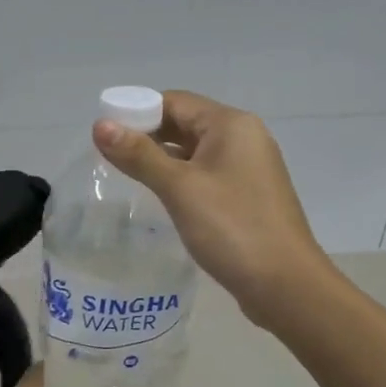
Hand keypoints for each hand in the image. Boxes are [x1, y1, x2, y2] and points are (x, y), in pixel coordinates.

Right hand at [94, 90, 329, 325]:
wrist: (285, 285)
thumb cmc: (232, 228)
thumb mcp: (180, 188)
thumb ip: (139, 155)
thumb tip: (100, 125)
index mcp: (231, 125)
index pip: (174, 101)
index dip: (136, 111)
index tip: (103, 134)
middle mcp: (243, 138)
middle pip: (185, 124)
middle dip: (147, 136)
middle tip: (107, 158)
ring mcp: (248, 169)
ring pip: (195, 152)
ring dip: (162, 160)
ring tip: (125, 177)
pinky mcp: (248, 197)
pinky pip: (207, 176)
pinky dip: (181, 180)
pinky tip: (161, 199)